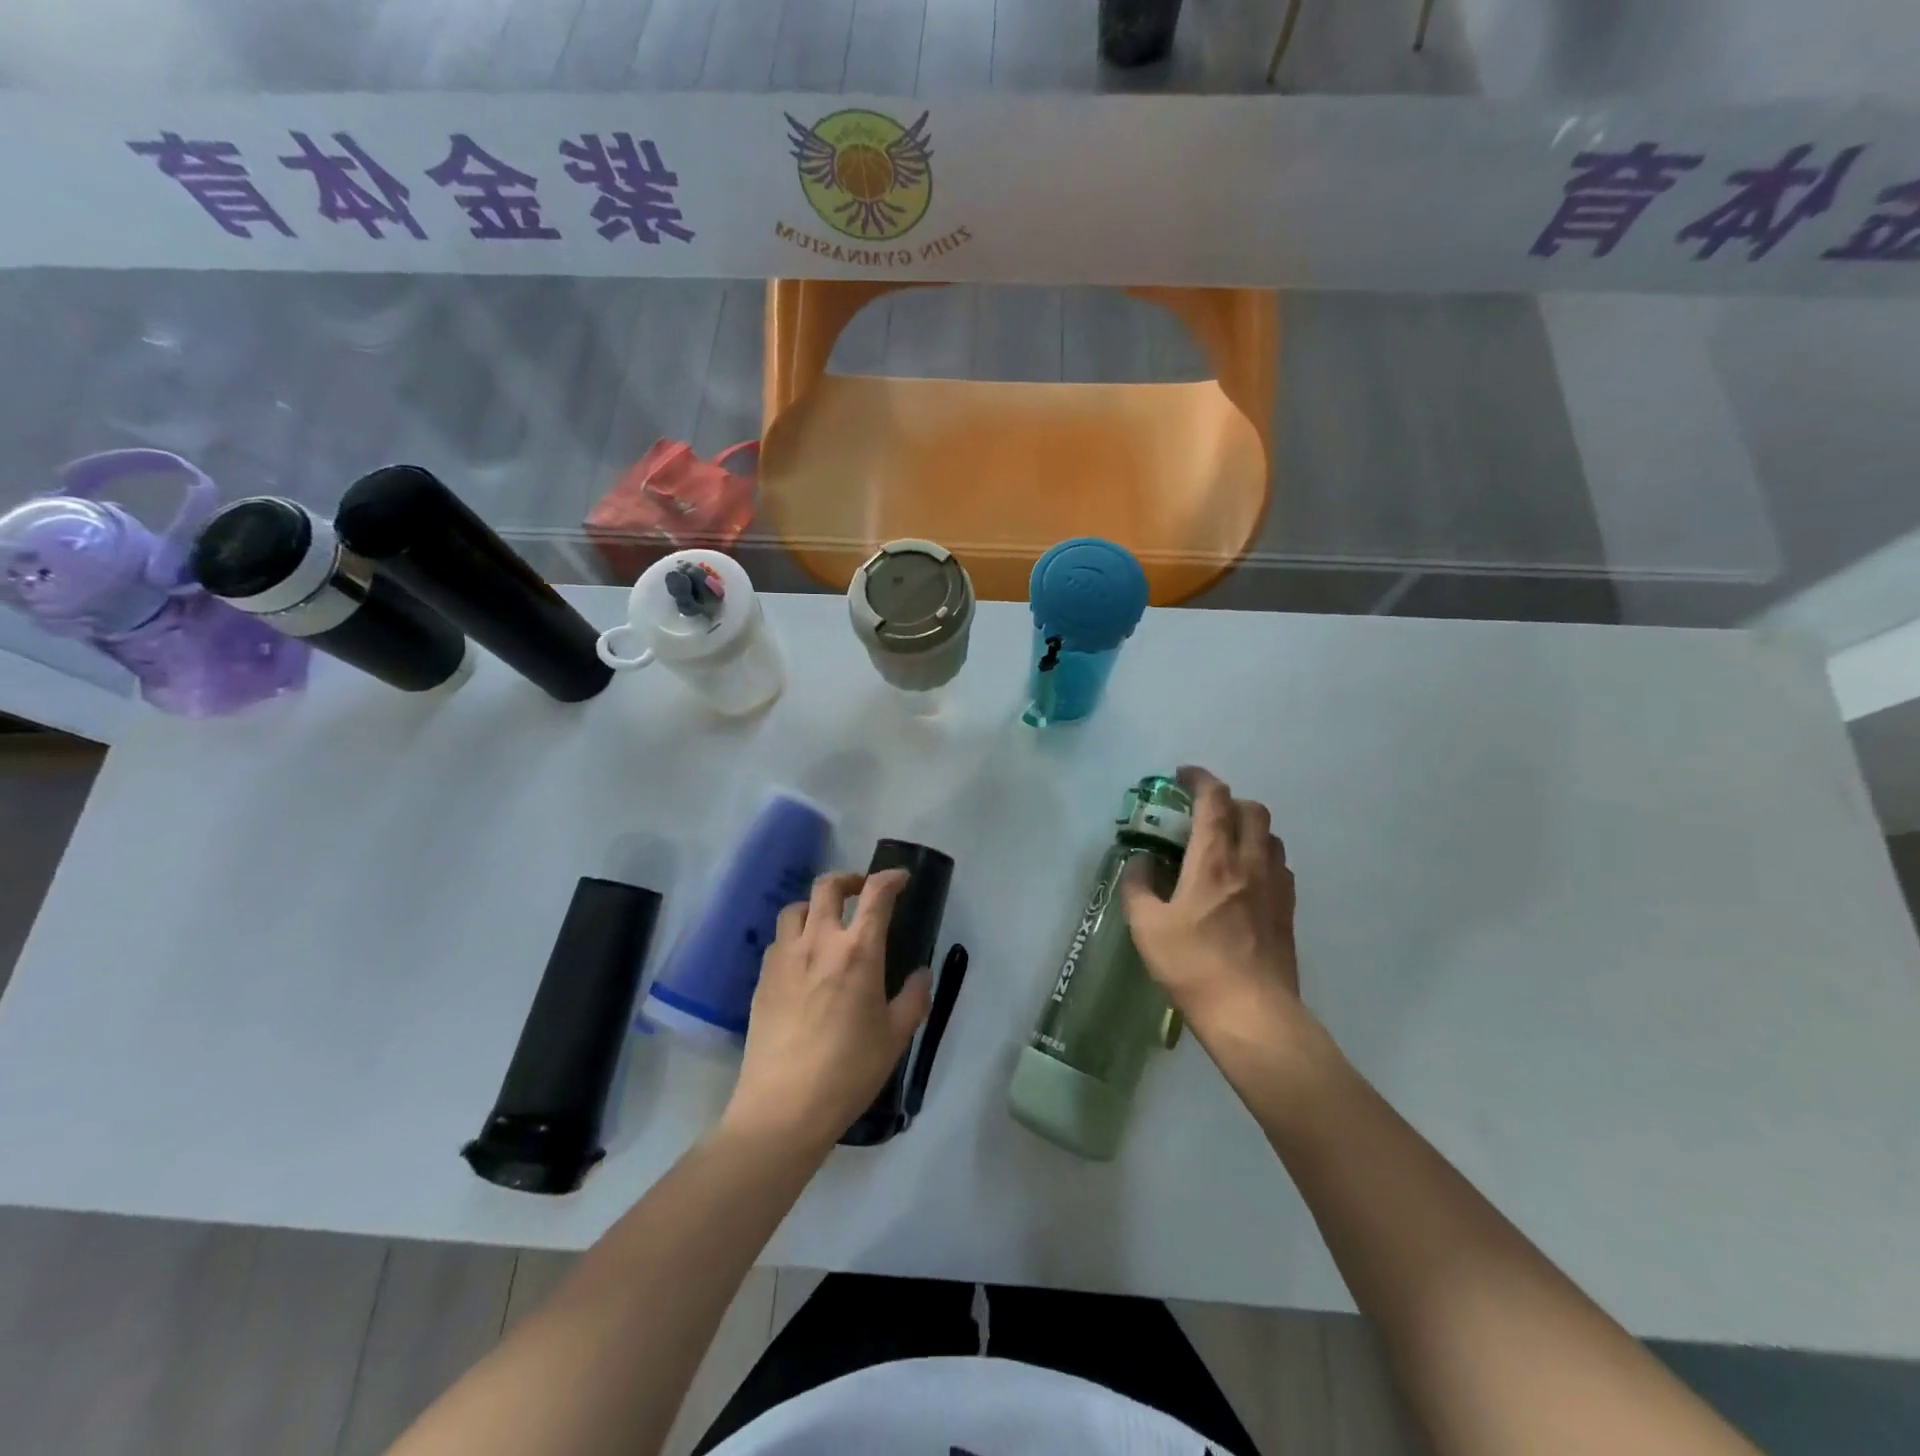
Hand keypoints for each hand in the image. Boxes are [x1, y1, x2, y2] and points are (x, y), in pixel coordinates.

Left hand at [722, 870, 931, 1151]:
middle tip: (861, 891)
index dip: (890, 878)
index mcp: (858, 951)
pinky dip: (795, 936)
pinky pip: (779, 941)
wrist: (783, 1107)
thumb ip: (914, 998)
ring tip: (827, 924)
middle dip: (848, 879)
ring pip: (796, 908)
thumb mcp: (896, 1037)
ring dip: (816, 906)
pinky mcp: (762, 979)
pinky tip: (803, 961)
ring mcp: (784, 958)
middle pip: (827, 887)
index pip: (875, 895)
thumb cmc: (849, 1071)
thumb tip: (920, 973)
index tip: (900, 879)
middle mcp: (819, 943)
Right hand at [1121, 766, 1302, 1044]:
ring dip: (1247, 827)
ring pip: (1270, 835)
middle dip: (1227, 800)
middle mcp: (1250, 863)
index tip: (1182, 776)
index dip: (1200, 779)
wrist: (1251, 1014)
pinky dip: (1261, 856)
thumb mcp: (1146, 928)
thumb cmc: (1193, 966)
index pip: (1214, 800)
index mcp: (1213, 860)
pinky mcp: (1288, 911)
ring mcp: (1275, 886)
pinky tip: (1244, 879)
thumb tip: (1140, 864)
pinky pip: (1279, 865)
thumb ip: (1138, 887)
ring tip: (1223, 844)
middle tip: (1202, 814)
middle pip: (1251, 809)